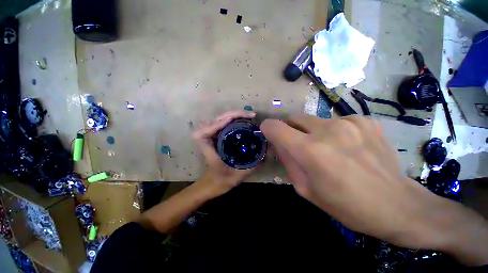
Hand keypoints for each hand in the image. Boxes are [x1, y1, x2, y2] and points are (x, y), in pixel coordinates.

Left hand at [192, 110, 257, 193]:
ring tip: (249, 116)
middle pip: (216, 120)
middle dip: (233, 115)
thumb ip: (252, 166)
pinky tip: (245, 120)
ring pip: (221, 119)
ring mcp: (213, 135)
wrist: (214, 183)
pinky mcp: (219, 135)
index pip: (203, 132)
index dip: (216, 124)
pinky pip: (225, 123)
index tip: (232, 121)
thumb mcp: (237, 175)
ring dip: (235, 115)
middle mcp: (208, 138)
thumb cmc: (221, 180)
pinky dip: (235, 119)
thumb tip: (267, 152)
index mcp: (207, 147)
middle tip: (250, 115)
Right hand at [260, 115, 487, 255]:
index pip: (276, 127)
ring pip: (313, 120)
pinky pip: (335, 121)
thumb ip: (287, 161)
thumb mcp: (305, 189)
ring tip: (326, 149)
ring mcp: (349, 122)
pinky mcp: (364, 120)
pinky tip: (346, 146)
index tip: (268, 132)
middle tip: (296, 144)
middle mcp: (327, 130)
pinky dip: (332, 131)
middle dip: (289, 129)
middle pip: (294, 118)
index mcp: (310, 151)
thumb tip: (278, 143)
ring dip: (311, 132)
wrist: (398, 205)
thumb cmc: (346, 205)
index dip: (268, 128)